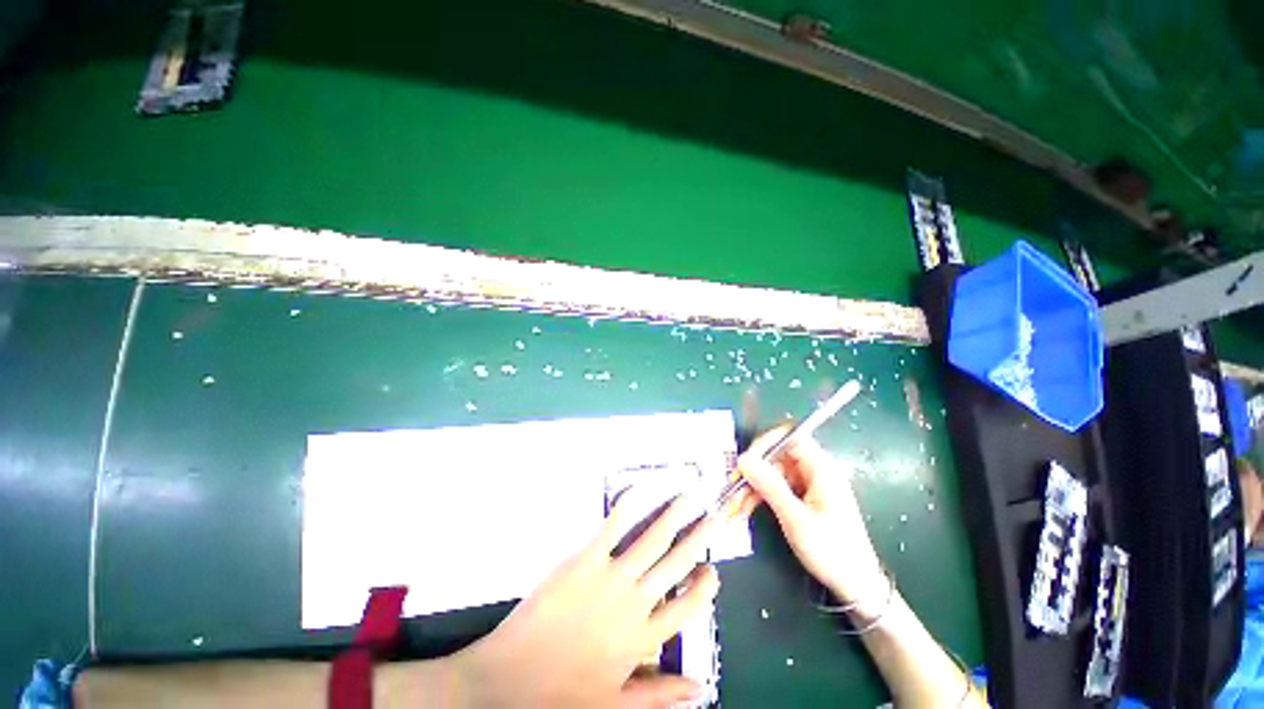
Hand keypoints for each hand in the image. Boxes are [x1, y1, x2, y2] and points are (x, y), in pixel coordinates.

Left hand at [451, 494, 720, 707]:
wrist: (506, 684)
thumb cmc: (560, 697)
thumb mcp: (615, 707)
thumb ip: (660, 697)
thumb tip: (701, 689)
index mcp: (642, 640)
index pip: (686, 611)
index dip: (703, 589)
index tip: (714, 571)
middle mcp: (634, 604)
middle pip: (675, 566)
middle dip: (698, 539)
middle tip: (713, 516)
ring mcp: (610, 579)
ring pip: (652, 542)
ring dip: (673, 517)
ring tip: (690, 497)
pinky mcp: (584, 561)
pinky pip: (612, 529)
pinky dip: (629, 508)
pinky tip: (642, 491)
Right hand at [732, 428, 884, 605]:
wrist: (857, 587)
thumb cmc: (832, 552)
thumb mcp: (796, 519)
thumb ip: (770, 486)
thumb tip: (744, 459)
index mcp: (821, 469)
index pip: (790, 437)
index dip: (766, 442)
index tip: (745, 460)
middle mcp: (814, 471)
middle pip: (776, 457)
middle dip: (752, 471)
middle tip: (732, 488)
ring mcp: (807, 486)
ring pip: (771, 474)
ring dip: (751, 487)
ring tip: (732, 506)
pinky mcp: (802, 499)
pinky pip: (775, 489)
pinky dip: (758, 497)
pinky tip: (743, 510)